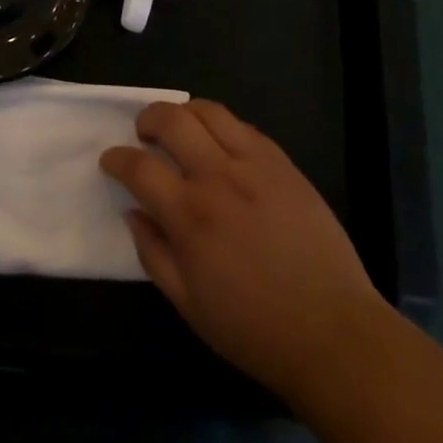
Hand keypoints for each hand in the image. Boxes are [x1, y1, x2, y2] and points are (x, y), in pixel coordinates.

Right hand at [101, 99, 385, 405]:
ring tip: (181, 129)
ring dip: (184, 112)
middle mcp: (218, 177)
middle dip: (147, 118)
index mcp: (190, 216)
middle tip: (144, 133)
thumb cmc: (254, 328)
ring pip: (208, 111)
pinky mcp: (282, 163)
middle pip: (171, 119)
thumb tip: (133, 213)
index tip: (110, 159)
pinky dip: (222, 126)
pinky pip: (244, 126)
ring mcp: (254, 164)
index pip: (139, 167)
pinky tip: (221, 145)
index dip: (117, 158)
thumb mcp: (189, 305)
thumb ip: (153, 254)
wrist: (333, 332)